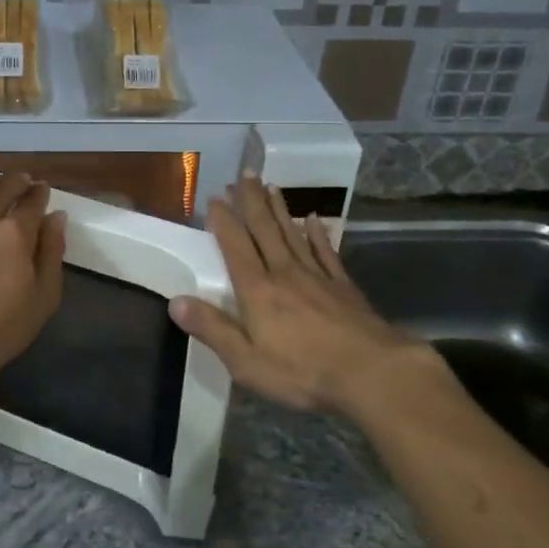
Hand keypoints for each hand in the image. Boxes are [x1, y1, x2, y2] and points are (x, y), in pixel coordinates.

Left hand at [0, 173, 64, 403]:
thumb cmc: (3, 327)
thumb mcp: (44, 296)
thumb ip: (52, 251)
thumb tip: (55, 217)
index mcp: (16, 232)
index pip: (32, 200)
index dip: (40, 192)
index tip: (43, 190)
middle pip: (2, 186)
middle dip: (17, 181)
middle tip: (23, 182)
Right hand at [168, 177, 446, 415]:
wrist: (372, 373)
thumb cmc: (303, 372)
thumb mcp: (247, 361)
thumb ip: (212, 329)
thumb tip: (175, 301)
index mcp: (258, 290)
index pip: (236, 246)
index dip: (224, 221)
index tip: (215, 198)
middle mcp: (284, 273)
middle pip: (265, 230)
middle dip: (252, 201)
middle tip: (245, 174)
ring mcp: (317, 277)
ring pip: (293, 234)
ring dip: (280, 209)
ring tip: (270, 186)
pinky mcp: (343, 286)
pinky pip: (326, 252)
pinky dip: (318, 234)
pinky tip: (314, 220)